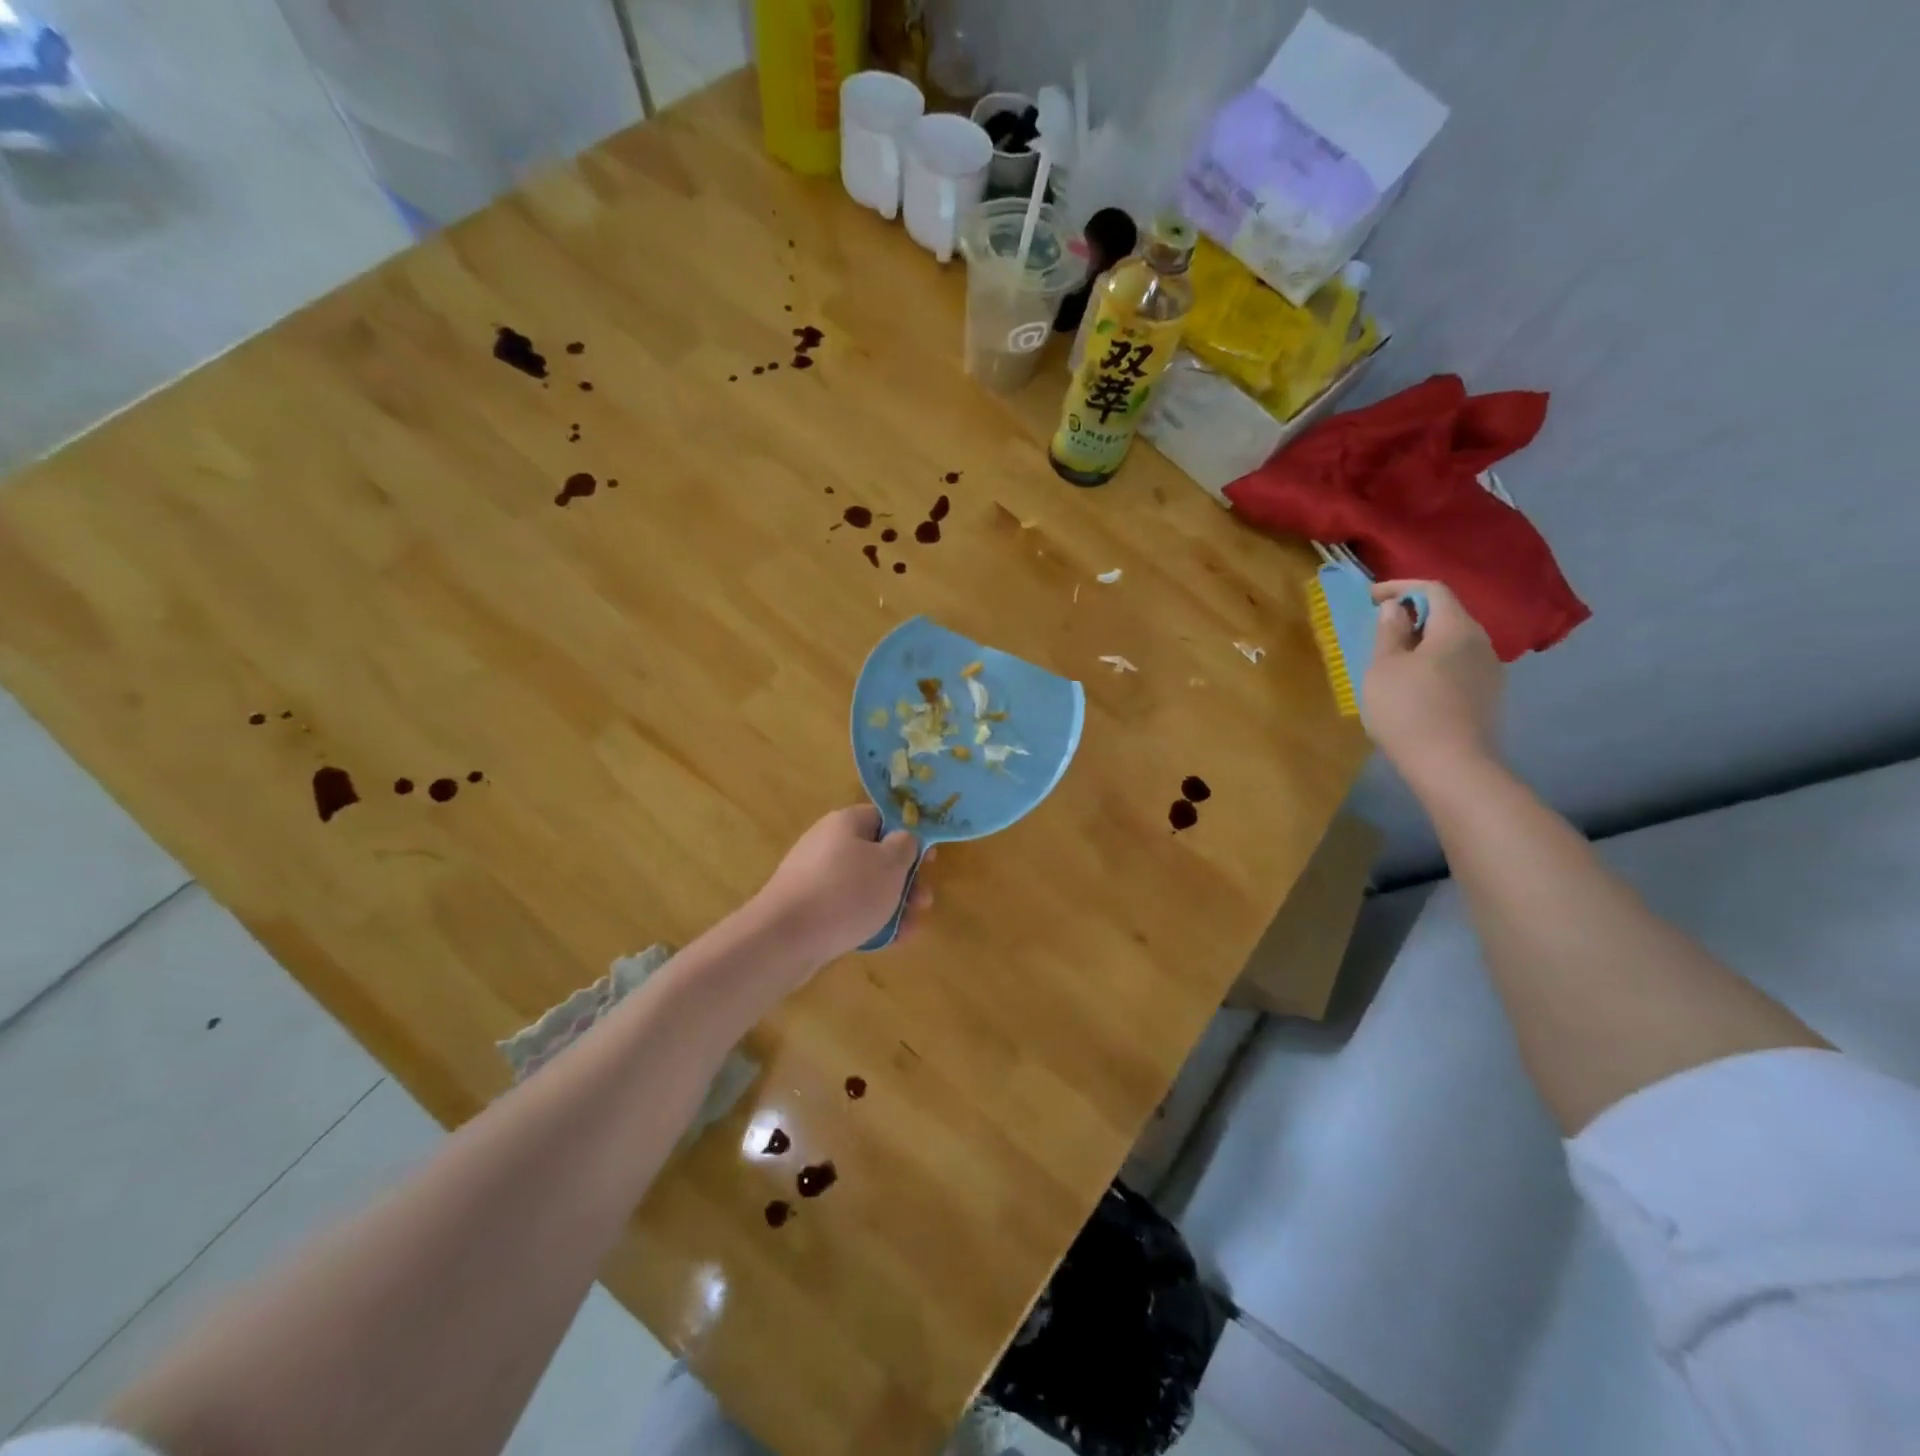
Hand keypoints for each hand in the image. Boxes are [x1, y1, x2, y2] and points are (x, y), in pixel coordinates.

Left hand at [750, 805, 933, 969]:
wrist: (784, 938)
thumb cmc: (846, 892)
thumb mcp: (890, 864)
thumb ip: (905, 846)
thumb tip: (903, 839)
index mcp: (846, 823)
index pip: (883, 817)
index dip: (909, 836)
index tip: (929, 860)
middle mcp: (828, 844)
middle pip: (876, 855)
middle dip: (905, 880)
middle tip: (924, 901)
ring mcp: (815, 878)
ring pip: (865, 886)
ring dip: (893, 904)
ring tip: (911, 927)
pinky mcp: (809, 908)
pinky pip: (847, 909)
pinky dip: (869, 921)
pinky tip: (889, 941)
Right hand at [1363, 580, 1505, 787]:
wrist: (1452, 766)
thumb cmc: (1408, 710)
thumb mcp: (1384, 667)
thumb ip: (1389, 632)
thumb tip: (1396, 608)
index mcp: (1456, 628)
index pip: (1433, 589)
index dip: (1400, 586)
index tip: (1370, 598)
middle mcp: (1481, 642)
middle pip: (1447, 614)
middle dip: (1412, 615)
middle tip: (1380, 629)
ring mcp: (1489, 671)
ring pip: (1453, 642)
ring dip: (1423, 642)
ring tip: (1393, 661)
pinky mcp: (1488, 696)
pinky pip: (1458, 665)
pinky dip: (1434, 664)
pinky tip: (1414, 687)